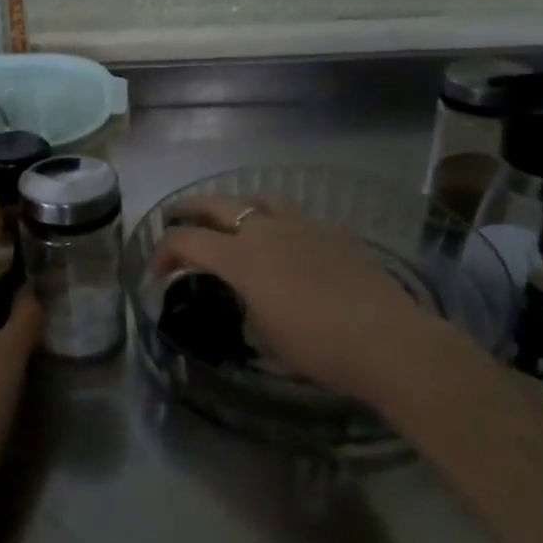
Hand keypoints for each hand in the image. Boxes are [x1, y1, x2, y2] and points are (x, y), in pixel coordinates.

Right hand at [152, 196, 475, 406]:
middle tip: (176, 219)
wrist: (384, 339)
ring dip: (237, 205)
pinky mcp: (333, 231)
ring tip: (234, 222)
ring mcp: (303, 225)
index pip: (185, 240)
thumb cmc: (315, 345)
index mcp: (241, 257)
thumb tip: (246, 293)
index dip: (162, 253)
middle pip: (216, 203)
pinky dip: (278, 223)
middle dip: (188, 209)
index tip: (157, 273)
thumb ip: (245, 301)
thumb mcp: (263, 332)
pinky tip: (286, 246)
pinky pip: (295, 216)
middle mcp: (266, 230)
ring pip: (259, 197)